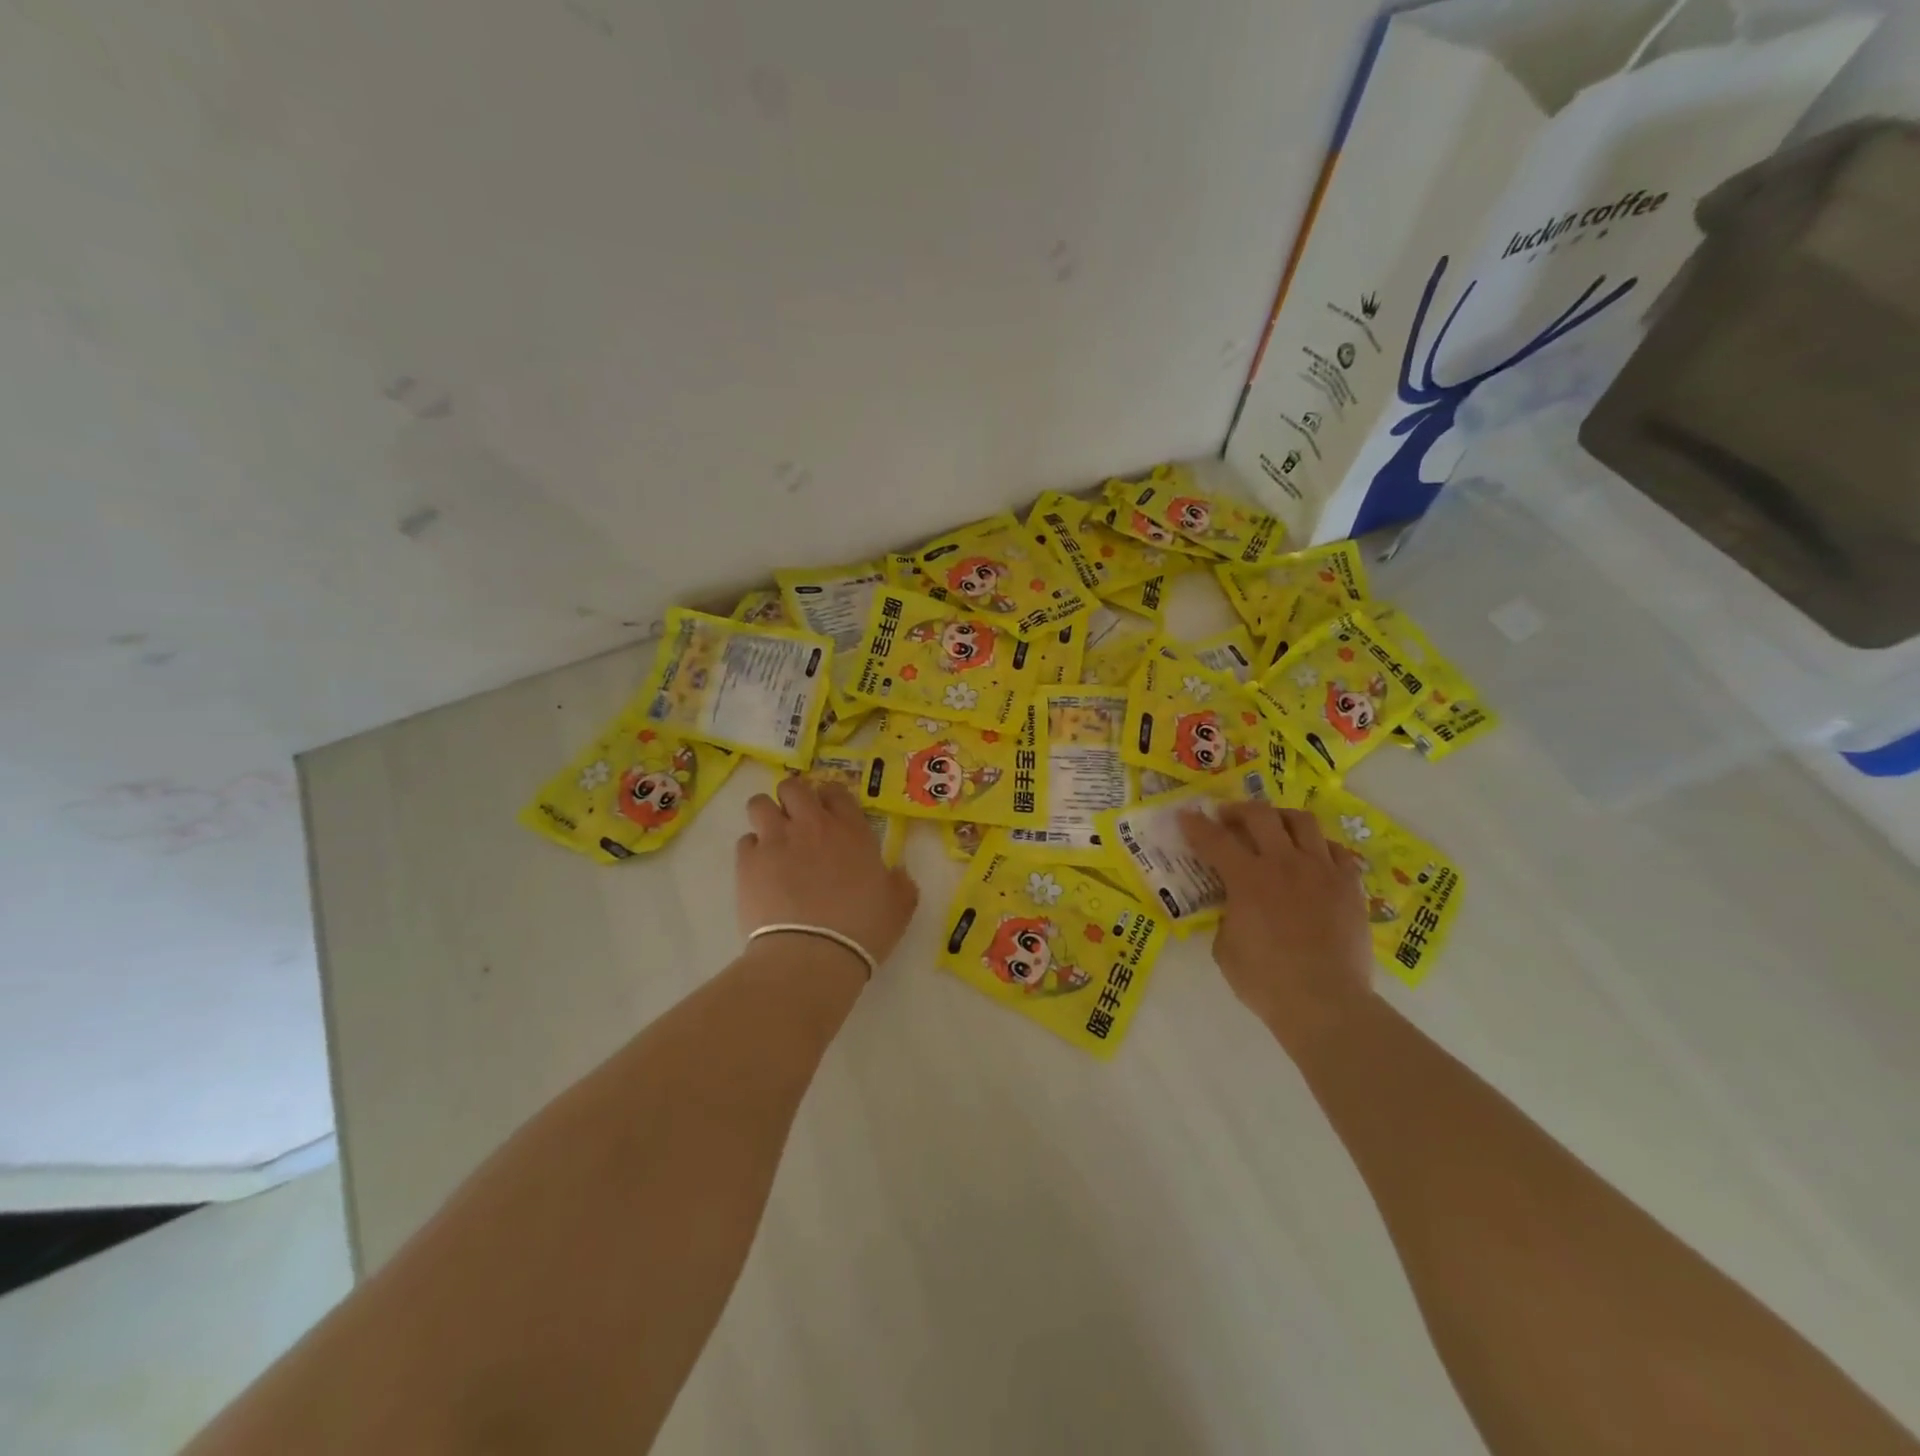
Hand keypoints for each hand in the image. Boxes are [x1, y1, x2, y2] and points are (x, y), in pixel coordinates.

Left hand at [737, 777, 919, 972]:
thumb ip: (900, 883)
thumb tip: (897, 873)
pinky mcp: (748, 862)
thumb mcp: (899, 906)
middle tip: (797, 822)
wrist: (813, 954)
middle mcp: (811, 824)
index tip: (830, 814)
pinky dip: (752, 851)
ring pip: (760, 804)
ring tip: (772, 839)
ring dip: (766, 816)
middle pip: (793, 787)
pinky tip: (760, 870)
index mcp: (851, 830)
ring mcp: (776, 840)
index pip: (835, 791)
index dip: (830, 798)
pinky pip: (745, 841)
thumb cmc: (863, 928)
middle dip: (793, 798)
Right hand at [1180, 802, 1374, 1064]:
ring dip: (1281, 818)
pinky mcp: (1350, 886)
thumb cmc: (1266, 982)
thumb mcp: (1225, 947)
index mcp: (1247, 879)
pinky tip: (1312, 859)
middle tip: (1228, 818)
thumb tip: (1235, 907)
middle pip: (1260, 815)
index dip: (1196, 825)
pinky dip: (1319, 848)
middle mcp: (1284, 863)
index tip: (1186, 816)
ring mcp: (1322, 871)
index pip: (1214, 839)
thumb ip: (1227, 916)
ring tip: (1273, 828)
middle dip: (1238, 810)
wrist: (1326, 1003)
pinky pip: (1336, 851)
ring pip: (1302, 822)